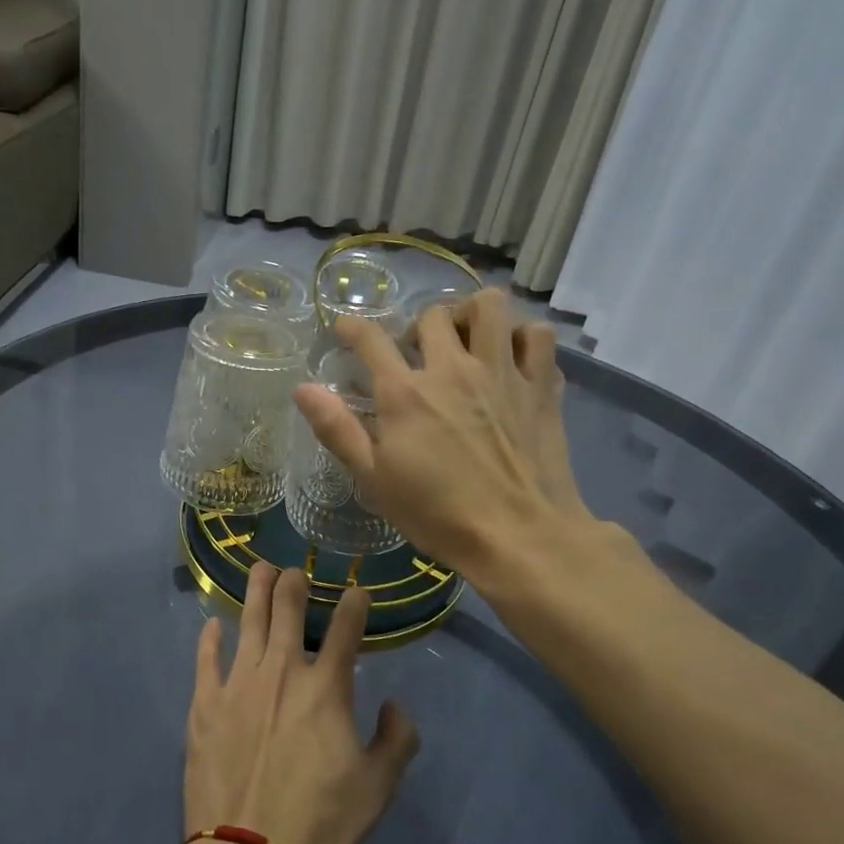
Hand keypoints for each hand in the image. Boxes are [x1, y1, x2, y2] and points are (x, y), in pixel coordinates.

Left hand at [185, 564, 419, 843]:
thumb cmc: (323, 822)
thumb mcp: (379, 786)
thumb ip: (398, 739)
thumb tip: (395, 706)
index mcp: (326, 687)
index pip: (346, 630)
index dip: (354, 604)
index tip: (357, 590)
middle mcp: (282, 672)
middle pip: (289, 611)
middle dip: (295, 583)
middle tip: (295, 570)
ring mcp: (238, 684)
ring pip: (249, 622)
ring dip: (256, 592)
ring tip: (260, 569)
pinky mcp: (205, 705)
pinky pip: (206, 660)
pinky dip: (210, 639)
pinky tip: (213, 625)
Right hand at [292, 288, 590, 573]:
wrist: (519, 537)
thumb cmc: (439, 515)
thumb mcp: (374, 479)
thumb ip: (337, 430)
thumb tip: (302, 388)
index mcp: (405, 392)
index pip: (370, 338)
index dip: (352, 327)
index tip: (346, 329)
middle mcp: (453, 369)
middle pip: (432, 315)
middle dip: (418, 326)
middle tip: (418, 353)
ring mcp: (502, 372)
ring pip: (490, 306)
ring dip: (473, 315)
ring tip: (468, 339)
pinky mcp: (541, 386)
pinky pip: (538, 335)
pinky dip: (524, 336)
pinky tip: (513, 357)